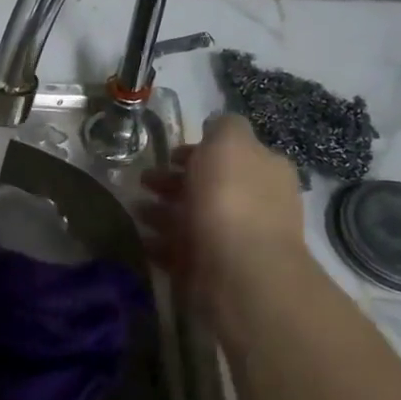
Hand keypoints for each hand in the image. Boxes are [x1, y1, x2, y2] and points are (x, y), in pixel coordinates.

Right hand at [139, 115, 307, 290]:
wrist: (238, 272)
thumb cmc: (231, 198)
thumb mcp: (229, 141)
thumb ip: (223, 127)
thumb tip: (215, 128)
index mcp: (265, 171)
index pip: (231, 155)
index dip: (198, 151)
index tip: (169, 155)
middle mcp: (256, 205)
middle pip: (209, 187)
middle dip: (174, 182)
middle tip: (143, 181)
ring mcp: (235, 241)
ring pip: (192, 219)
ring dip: (162, 212)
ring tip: (135, 210)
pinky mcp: (214, 271)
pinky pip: (181, 251)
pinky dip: (161, 243)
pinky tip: (141, 238)